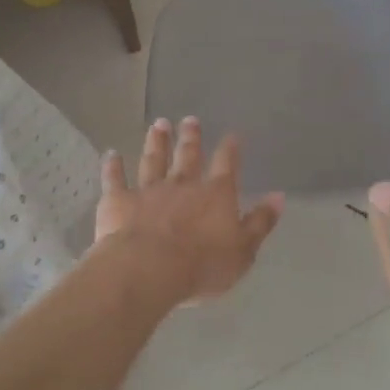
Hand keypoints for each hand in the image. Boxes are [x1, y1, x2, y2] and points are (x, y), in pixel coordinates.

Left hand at [93, 118, 284, 305]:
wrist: (148, 270)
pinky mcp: (119, 201)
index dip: (230, 149)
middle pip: (188, 155)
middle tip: (189, 119)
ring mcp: (148, 190)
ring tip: (158, 125)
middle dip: (190, 137)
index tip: (232, 135)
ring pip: (153, 160)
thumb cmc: (202, 265)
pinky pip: (115, 179)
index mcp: (215, 194)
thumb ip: (260, 222)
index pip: (226, 165)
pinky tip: (111, 154)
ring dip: (156, 142)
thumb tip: (279, 197)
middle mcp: (182, 184)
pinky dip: (113, 166)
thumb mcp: (243, 250)